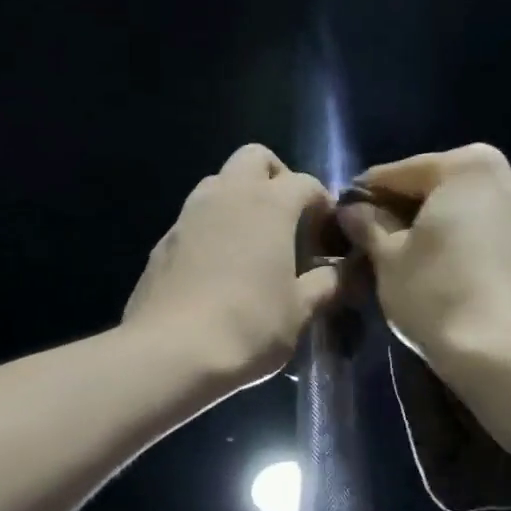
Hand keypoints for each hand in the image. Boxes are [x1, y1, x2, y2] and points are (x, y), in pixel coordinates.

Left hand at [123, 145, 341, 389]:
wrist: (171, 352)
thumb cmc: (249, 326)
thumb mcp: (301, 310)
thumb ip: (328, 284)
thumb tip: (347, 272)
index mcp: (269, 204)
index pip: (305, 183)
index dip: (323, 205)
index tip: (329, 239)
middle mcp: (227, 195)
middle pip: (255, 158)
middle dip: (277, 178)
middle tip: (289, 220)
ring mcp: (189, 215)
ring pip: (218, 182)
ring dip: (240, 199)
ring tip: (254, 243)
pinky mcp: (163, 241)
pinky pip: (194, 218)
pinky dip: (213, 228)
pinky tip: (219, 269)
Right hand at [339, 144, 510, 363]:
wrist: (508, 358)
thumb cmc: (437, 294)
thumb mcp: (387, 260)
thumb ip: (369, 225)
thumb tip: (355, 210)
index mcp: (471, 169)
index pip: (405, 172)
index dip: (371, 192)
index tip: (350, 212)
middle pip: (455, 192)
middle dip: (424, 212)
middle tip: (393, 243)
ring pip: (492, 224)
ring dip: (466, 237)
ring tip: (441, 272)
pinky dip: (498, 268)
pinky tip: (480, 296)